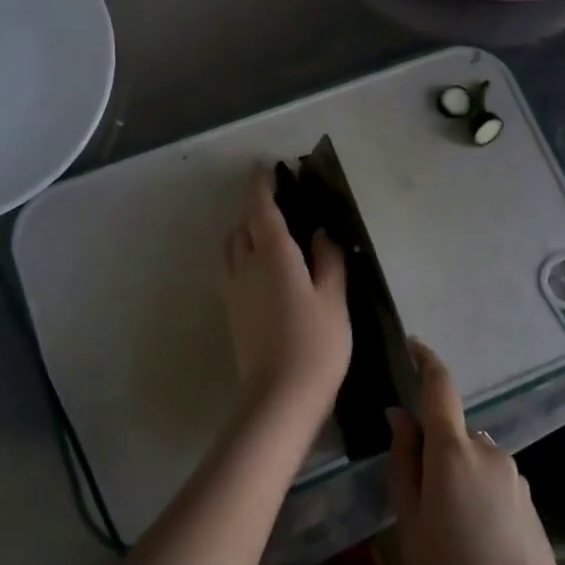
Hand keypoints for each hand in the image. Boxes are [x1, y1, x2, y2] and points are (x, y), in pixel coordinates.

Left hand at [220, 166, 350, 416]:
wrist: (280, 396)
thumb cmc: (317, 343)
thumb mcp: (334, 298)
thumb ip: (328, 260)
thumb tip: (319, 234)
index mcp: (273, 255)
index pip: (260, 209)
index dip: (260, 186)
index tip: (262, 168)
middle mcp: (246, 266)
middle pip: (241, 225)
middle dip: (254, 208)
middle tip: (277, 204)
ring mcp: (234, 290)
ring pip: (231, 248)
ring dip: (244, 232)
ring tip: (268, 235)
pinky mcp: (232, 312)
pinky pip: (231, 269)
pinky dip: (242, 256)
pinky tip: (263, 270)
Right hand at [386, 341, 564, 564]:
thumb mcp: (410, 520)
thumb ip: (403, 461)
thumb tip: (399, 416)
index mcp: (454, 450)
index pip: (440, 387)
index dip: (426, 360)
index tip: (413, 344)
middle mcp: (490, 450)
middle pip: (454, 432)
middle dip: (434, 449)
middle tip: (417, 500)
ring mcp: (515, 475)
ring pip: (474, 459)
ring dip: (457, 475)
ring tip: (446, 531)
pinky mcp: (530, 501)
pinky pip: (494, 480)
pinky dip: (478, 493)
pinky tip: (474, 541)